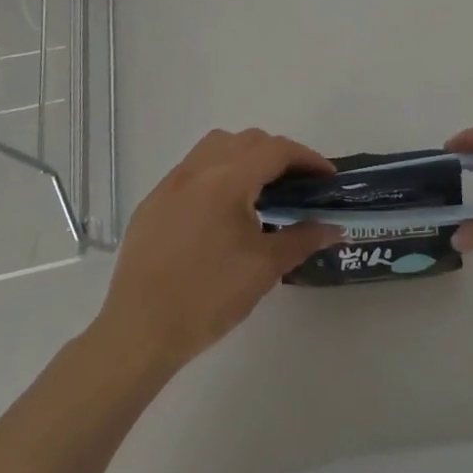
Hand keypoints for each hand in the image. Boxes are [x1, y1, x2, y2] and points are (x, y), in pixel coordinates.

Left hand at [93, 130, 340, 374]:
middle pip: (247, 140)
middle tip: (298, 184)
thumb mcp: (264, 268)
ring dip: (244, 155)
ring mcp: (170, 184)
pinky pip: (192, 170)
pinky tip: (221, 210)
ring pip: (215, 146)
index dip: (307, 158)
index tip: (327, 178)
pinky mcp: (152, 203)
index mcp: (227, 179)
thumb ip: (302, 239)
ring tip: (259, 188)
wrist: (138, 333)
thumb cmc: (208, 297)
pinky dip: (216, 174)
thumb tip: (333, 228)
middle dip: (278, 154)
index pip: (276, 150)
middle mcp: (198, 169)